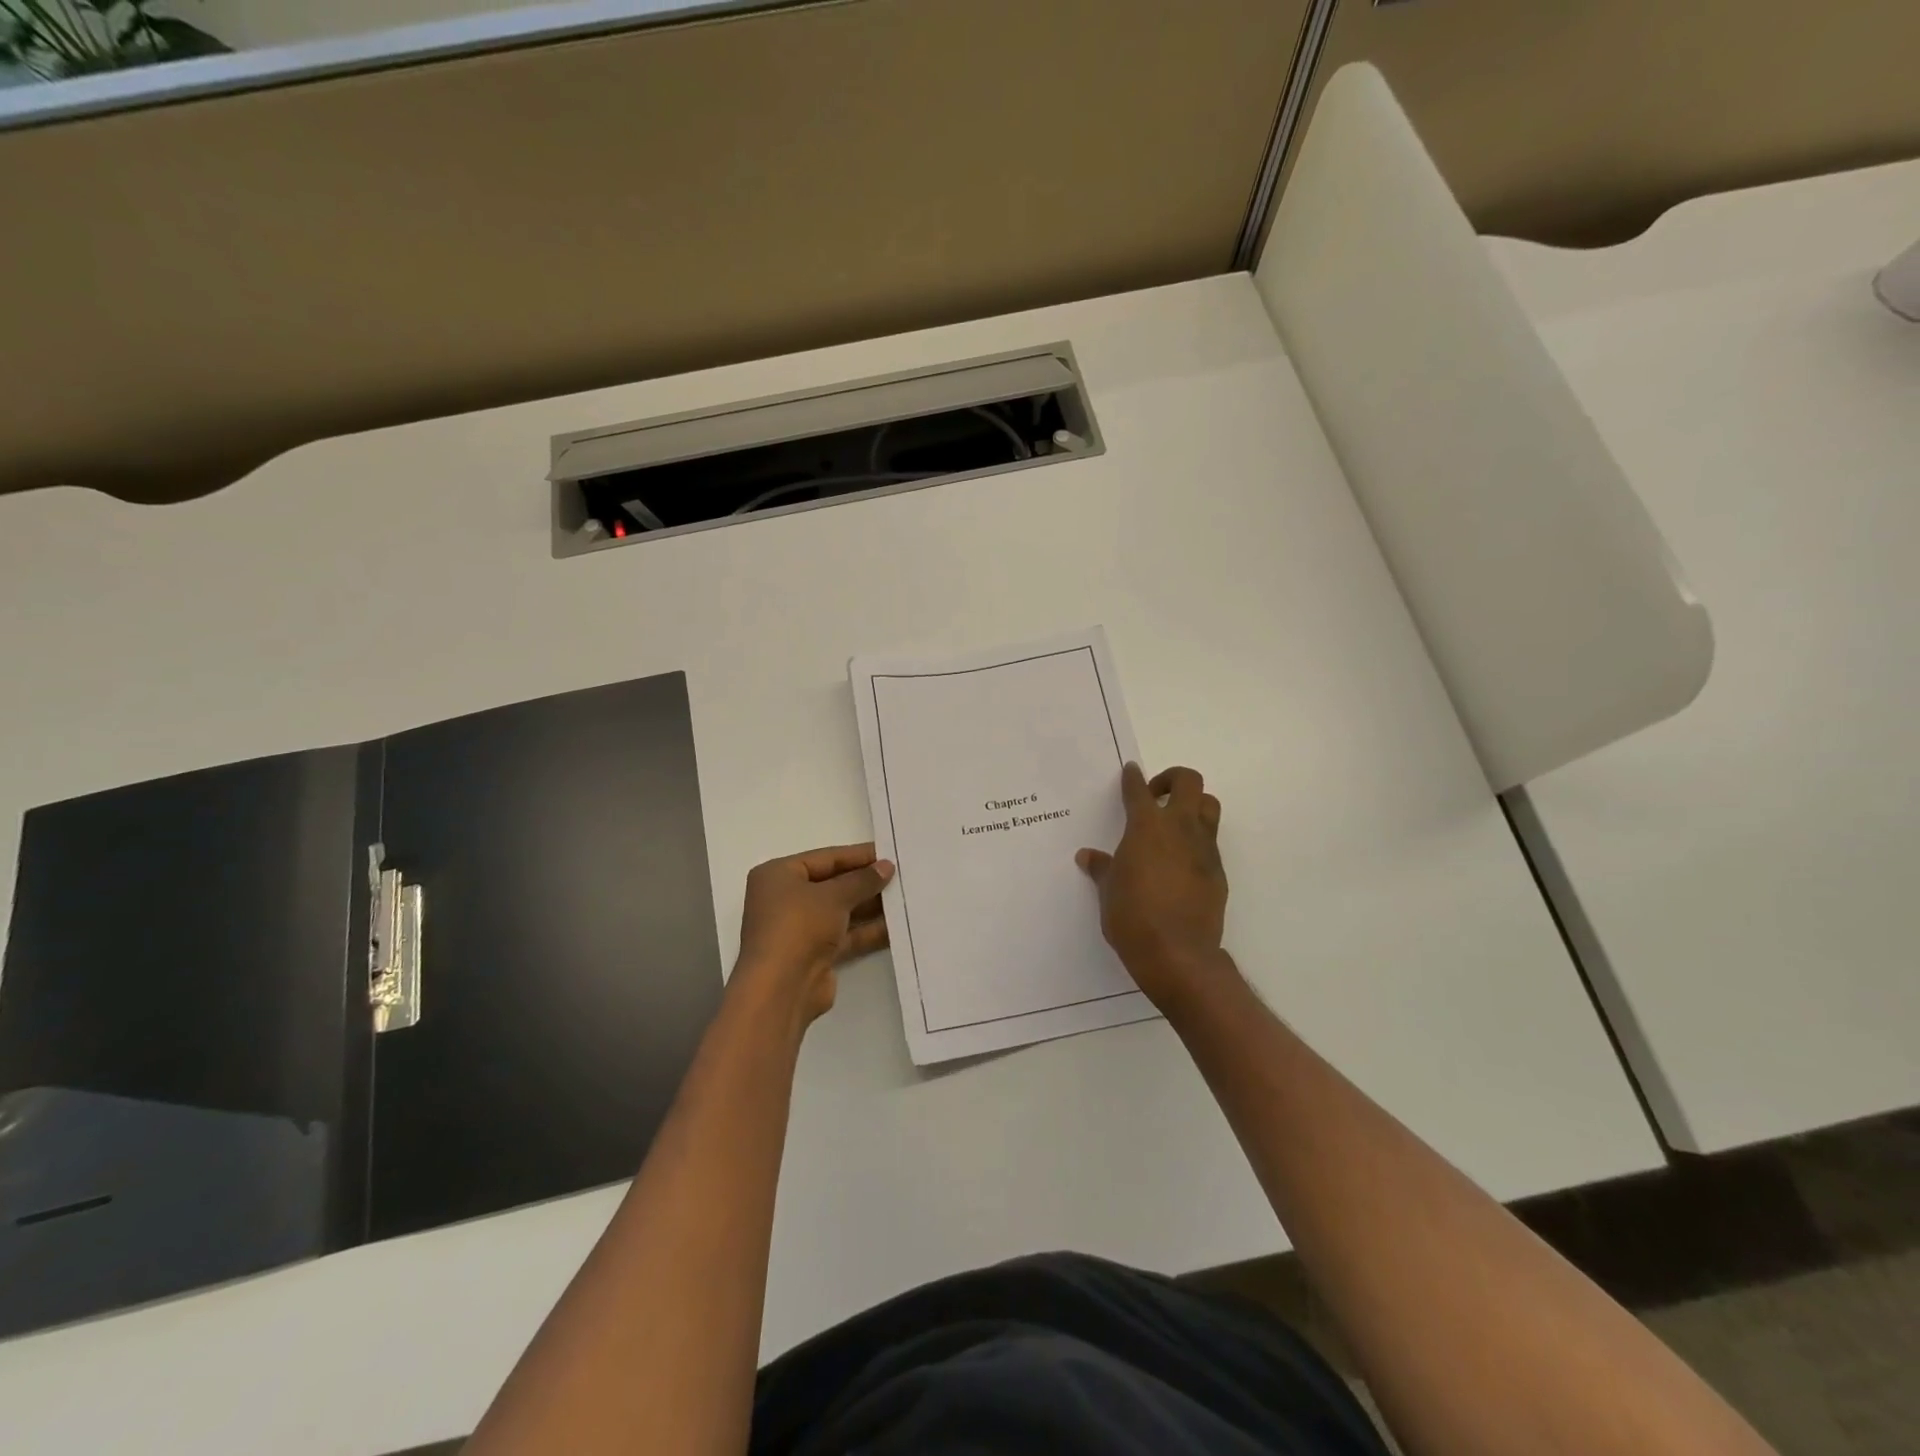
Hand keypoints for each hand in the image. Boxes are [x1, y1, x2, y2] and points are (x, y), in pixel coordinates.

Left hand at [733, 843, 892, 1029]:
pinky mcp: (814, 955)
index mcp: (778, 876)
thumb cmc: (799, 926)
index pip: (825, 858)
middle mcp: (785, 900)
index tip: (889, 854)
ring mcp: (799, 929)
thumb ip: (862, 880)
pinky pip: (845, 936)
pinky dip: (867, 931)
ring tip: (904, 898)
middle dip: (866, 882)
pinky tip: (896, 926)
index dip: (858, 856)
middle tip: (902, 876)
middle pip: (833, 885)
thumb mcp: (834, 896)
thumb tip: (886, 867)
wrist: (781, 989)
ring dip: (870, 907)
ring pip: (841, 912)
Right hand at [1076, 763, 1228, 1012]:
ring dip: (1193, 806)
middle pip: (1189, 782)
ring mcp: (1204, 849)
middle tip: (1155, 796)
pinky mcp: (1218, 872)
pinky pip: (1210, 843)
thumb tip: (1088, 856)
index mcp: (1147, 827)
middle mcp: (1180, 828)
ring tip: (1172, 825)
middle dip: (1172, 780)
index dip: (1133, 778)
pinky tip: (1179, 864)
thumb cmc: (1132, 917)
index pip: (1139, 790)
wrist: (1178, 954)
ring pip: (1209, 807)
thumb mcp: (1108, 891)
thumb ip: (1102, 868)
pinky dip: (1196, 843)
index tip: (1130, 771)